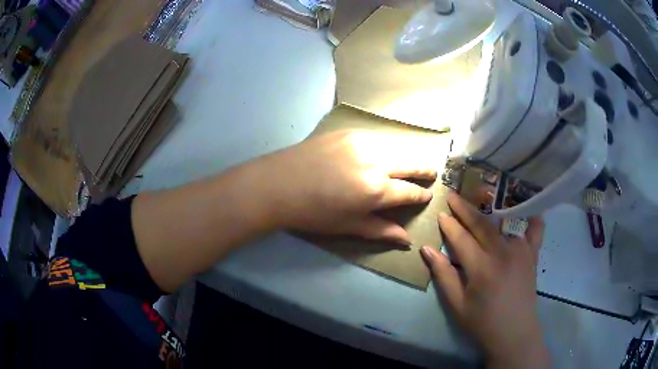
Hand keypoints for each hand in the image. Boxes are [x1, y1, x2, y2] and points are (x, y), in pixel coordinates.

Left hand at [261, 130, 439, 243]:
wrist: (277, 184)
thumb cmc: (312, 213)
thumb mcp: (348, 226)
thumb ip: (380, 230)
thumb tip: (407, 240)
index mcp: (376, 190)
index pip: (409, 191)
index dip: (421, 195)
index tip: (427, 195)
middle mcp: (375, 162)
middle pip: (411, 162)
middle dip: (425, 169)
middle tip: (432, 172)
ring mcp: (362, 142)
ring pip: (397, 146)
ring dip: (409, 154)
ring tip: (413, 161)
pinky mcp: (348, 131)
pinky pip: (378, 137)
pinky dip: (388, 145)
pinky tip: (386, 150)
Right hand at [421, 192, 549, 368]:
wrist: (514, 333)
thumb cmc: (482, 322)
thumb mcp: (457, 304)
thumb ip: (443, 275)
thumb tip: (427, 250)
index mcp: (481, 268)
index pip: (461, 238)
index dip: (449, 225)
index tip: (441, 213)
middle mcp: (503, 253)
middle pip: (481, 223)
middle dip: (465, 208)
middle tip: (454, 195)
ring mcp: (521, 251)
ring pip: (504, 222)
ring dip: (491, 209)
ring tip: (482, 197)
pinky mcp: (533, 254)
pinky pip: (535, 229)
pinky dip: (532, 217)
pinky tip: (528, 209)